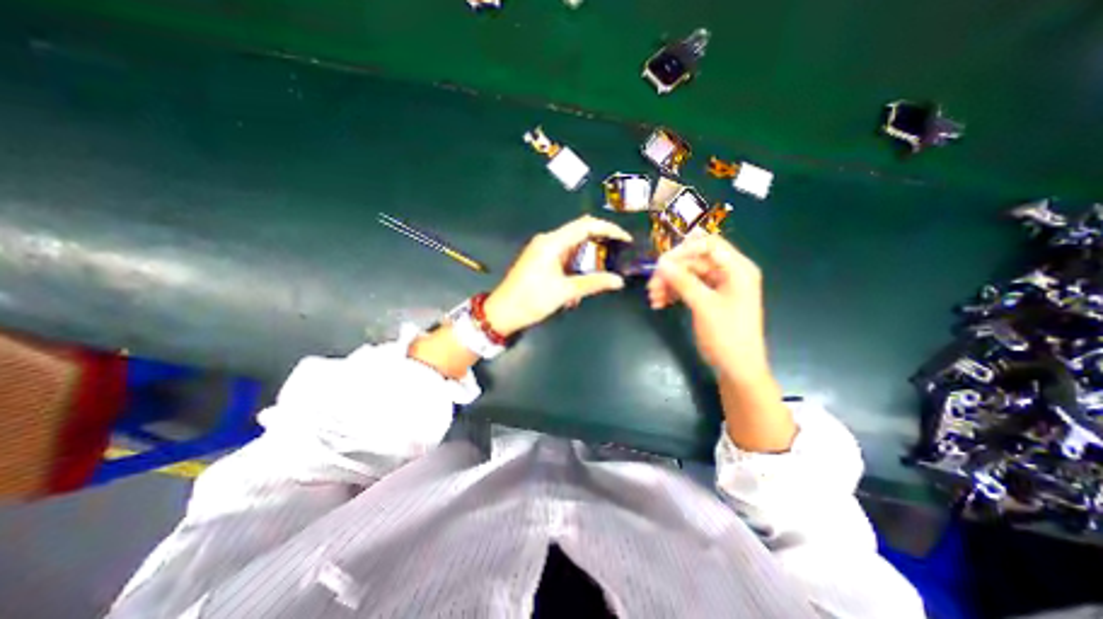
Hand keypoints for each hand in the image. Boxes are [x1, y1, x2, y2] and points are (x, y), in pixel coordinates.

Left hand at [487, 214, 634, 336]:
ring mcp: (543, 250)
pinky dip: (577, 265)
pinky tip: (582, 281)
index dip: (608, 229)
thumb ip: (593, 283)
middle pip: (580, 232)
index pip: (585, 225)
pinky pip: (565, 256)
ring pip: (573, 246)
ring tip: (603, 271)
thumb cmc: (531, 300)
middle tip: (619, 254)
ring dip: (589, 258)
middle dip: (601, 242)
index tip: (625, 239)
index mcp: (552, 242)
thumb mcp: (564, 292)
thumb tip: (618, 281)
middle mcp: (548, 240)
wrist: (502, 312)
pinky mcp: (541, 260)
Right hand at [648, 234, 768, 381]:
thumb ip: (682, 281)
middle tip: (651, 286)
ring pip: (689, 275)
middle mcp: (730, 273)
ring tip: (653, 298)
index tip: (661, 263)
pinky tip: (660, 303)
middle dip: (672, 272)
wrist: (737, 368)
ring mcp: (720, 286)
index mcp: (737, 269)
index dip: (684, 250)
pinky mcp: (711, 298)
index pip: (709, 245)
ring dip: (669, 284)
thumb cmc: (726, 335)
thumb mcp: (703, 306)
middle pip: (695, 261)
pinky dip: (674, 293)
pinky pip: (689, 288)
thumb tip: (661, 263)